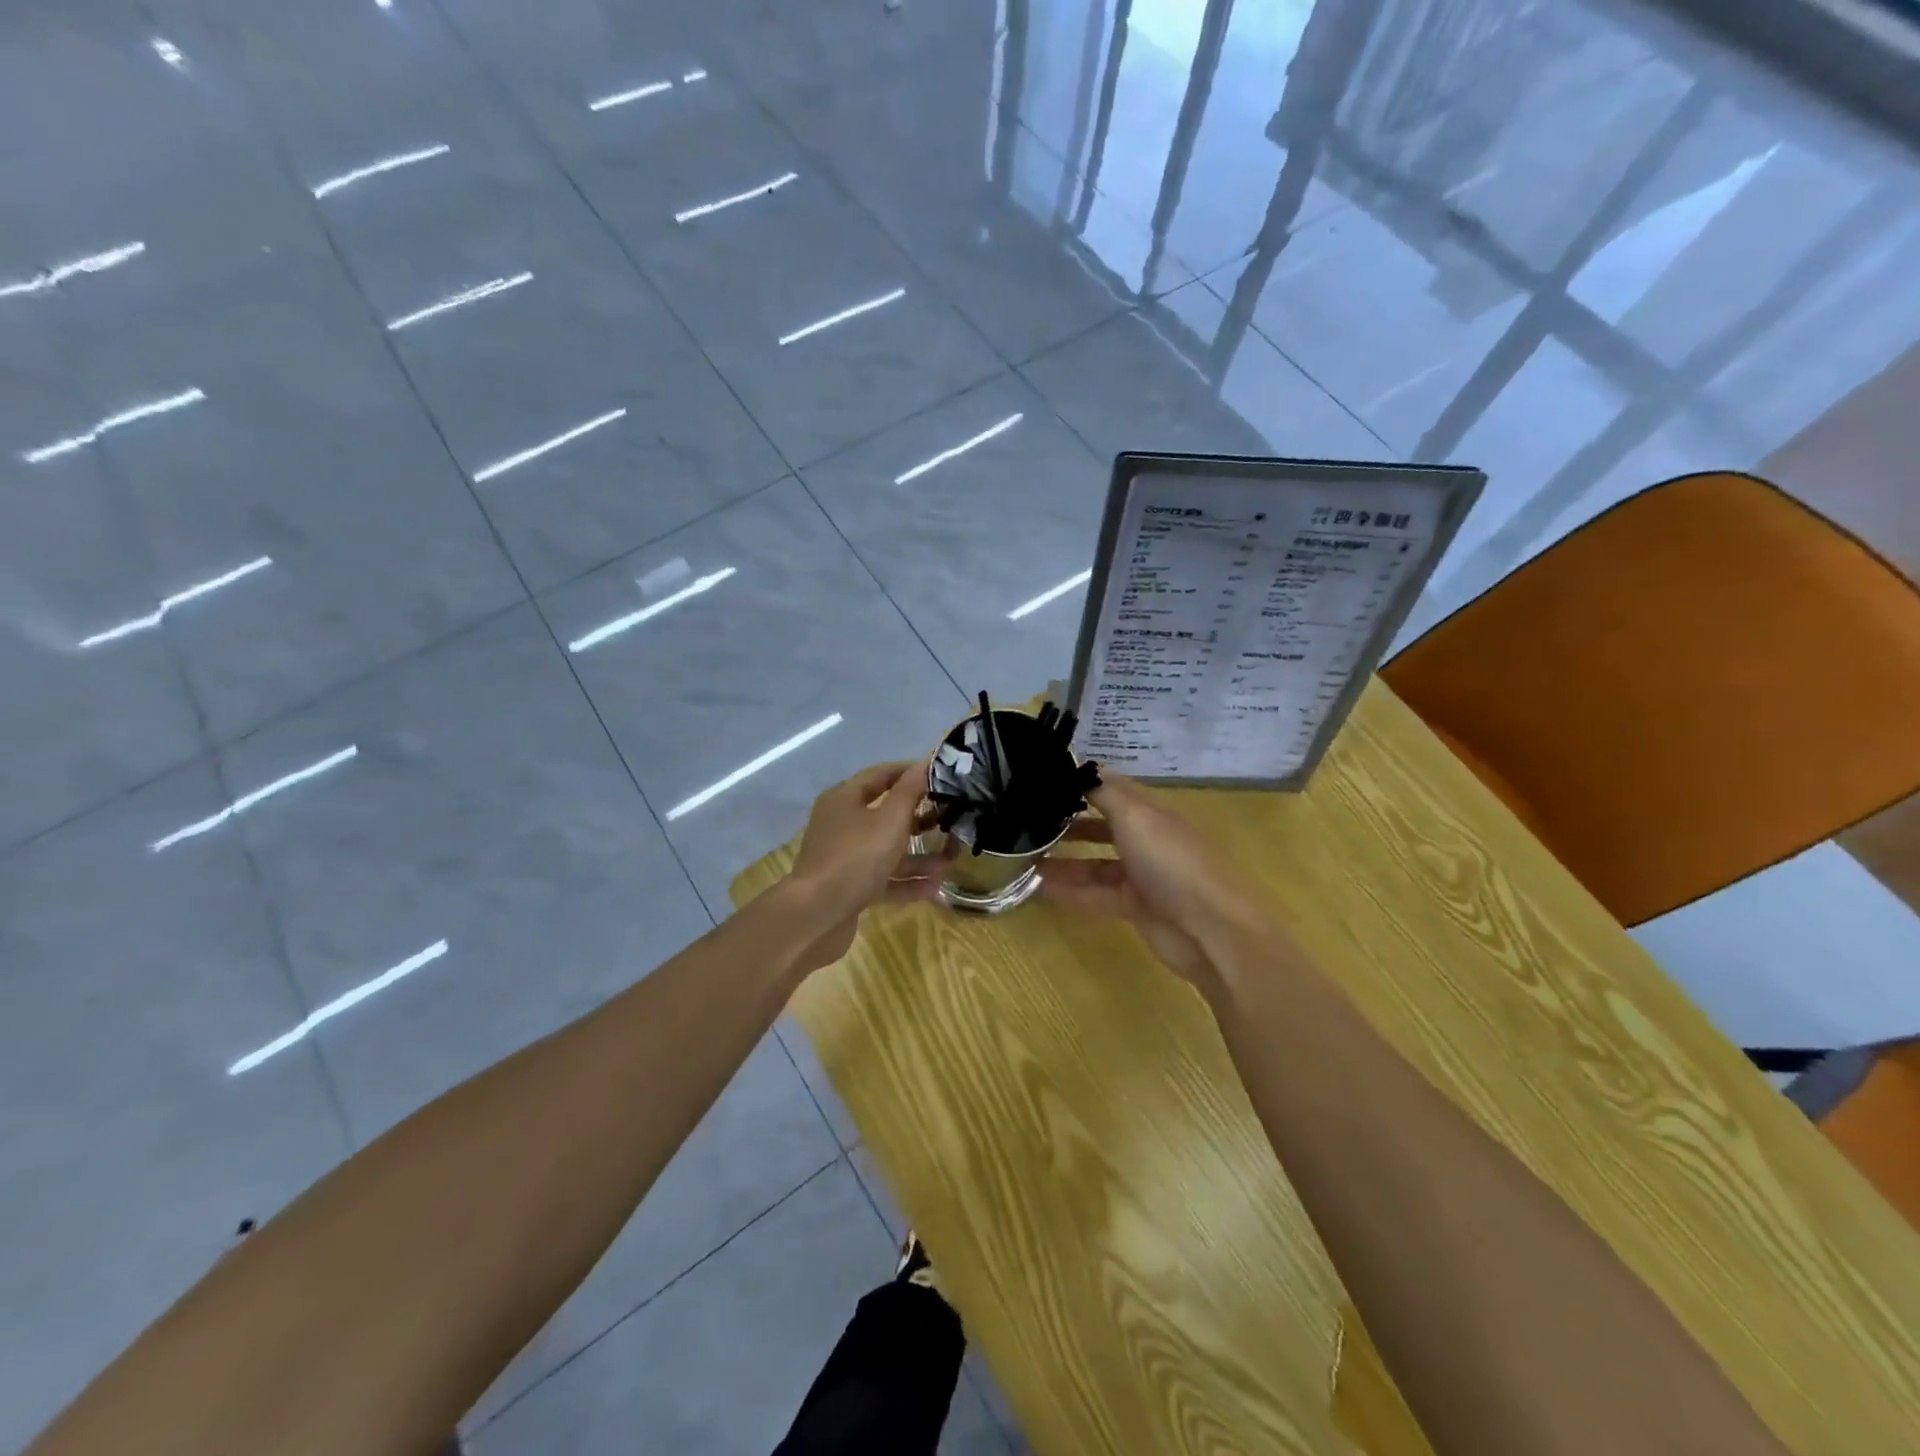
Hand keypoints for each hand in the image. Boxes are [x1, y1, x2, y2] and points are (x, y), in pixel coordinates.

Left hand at [785, 761, 939, 973]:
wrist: (817, 915)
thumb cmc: (855, 857)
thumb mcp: (889, 821)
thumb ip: (910, 792)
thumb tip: (924, 764)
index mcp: (845, 799)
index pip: (881, 775)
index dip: (911, 773)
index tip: (942, 777)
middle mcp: (842, 824)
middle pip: (885, 814)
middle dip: (920, 819)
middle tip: (952, 820)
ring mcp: (844, 858)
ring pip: (886, 850)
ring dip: (918, 856)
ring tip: (951, 860)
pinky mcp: (848, 887)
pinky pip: (883, 878)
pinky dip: (906, 881)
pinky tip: (934, 887)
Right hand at [1040, 774, 1269, 992]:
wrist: (1211, 930)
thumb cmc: (1172, 862)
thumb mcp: (1136, 817)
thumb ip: (1104, 793)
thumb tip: (1078, 767)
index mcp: (1150, 811)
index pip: (1110, 786)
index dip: (1079, 780)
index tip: (1040, 777)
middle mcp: (1146, 839)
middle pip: (1101, 824)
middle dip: (1068, 820)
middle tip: (1025, 819)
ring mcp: (1141, 876)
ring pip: (1094, 863)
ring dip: (1062, 860)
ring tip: (1021, 856)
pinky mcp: (1134, 908)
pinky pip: (1094, 895)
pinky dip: (1068, 891)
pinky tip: (1036, 889)